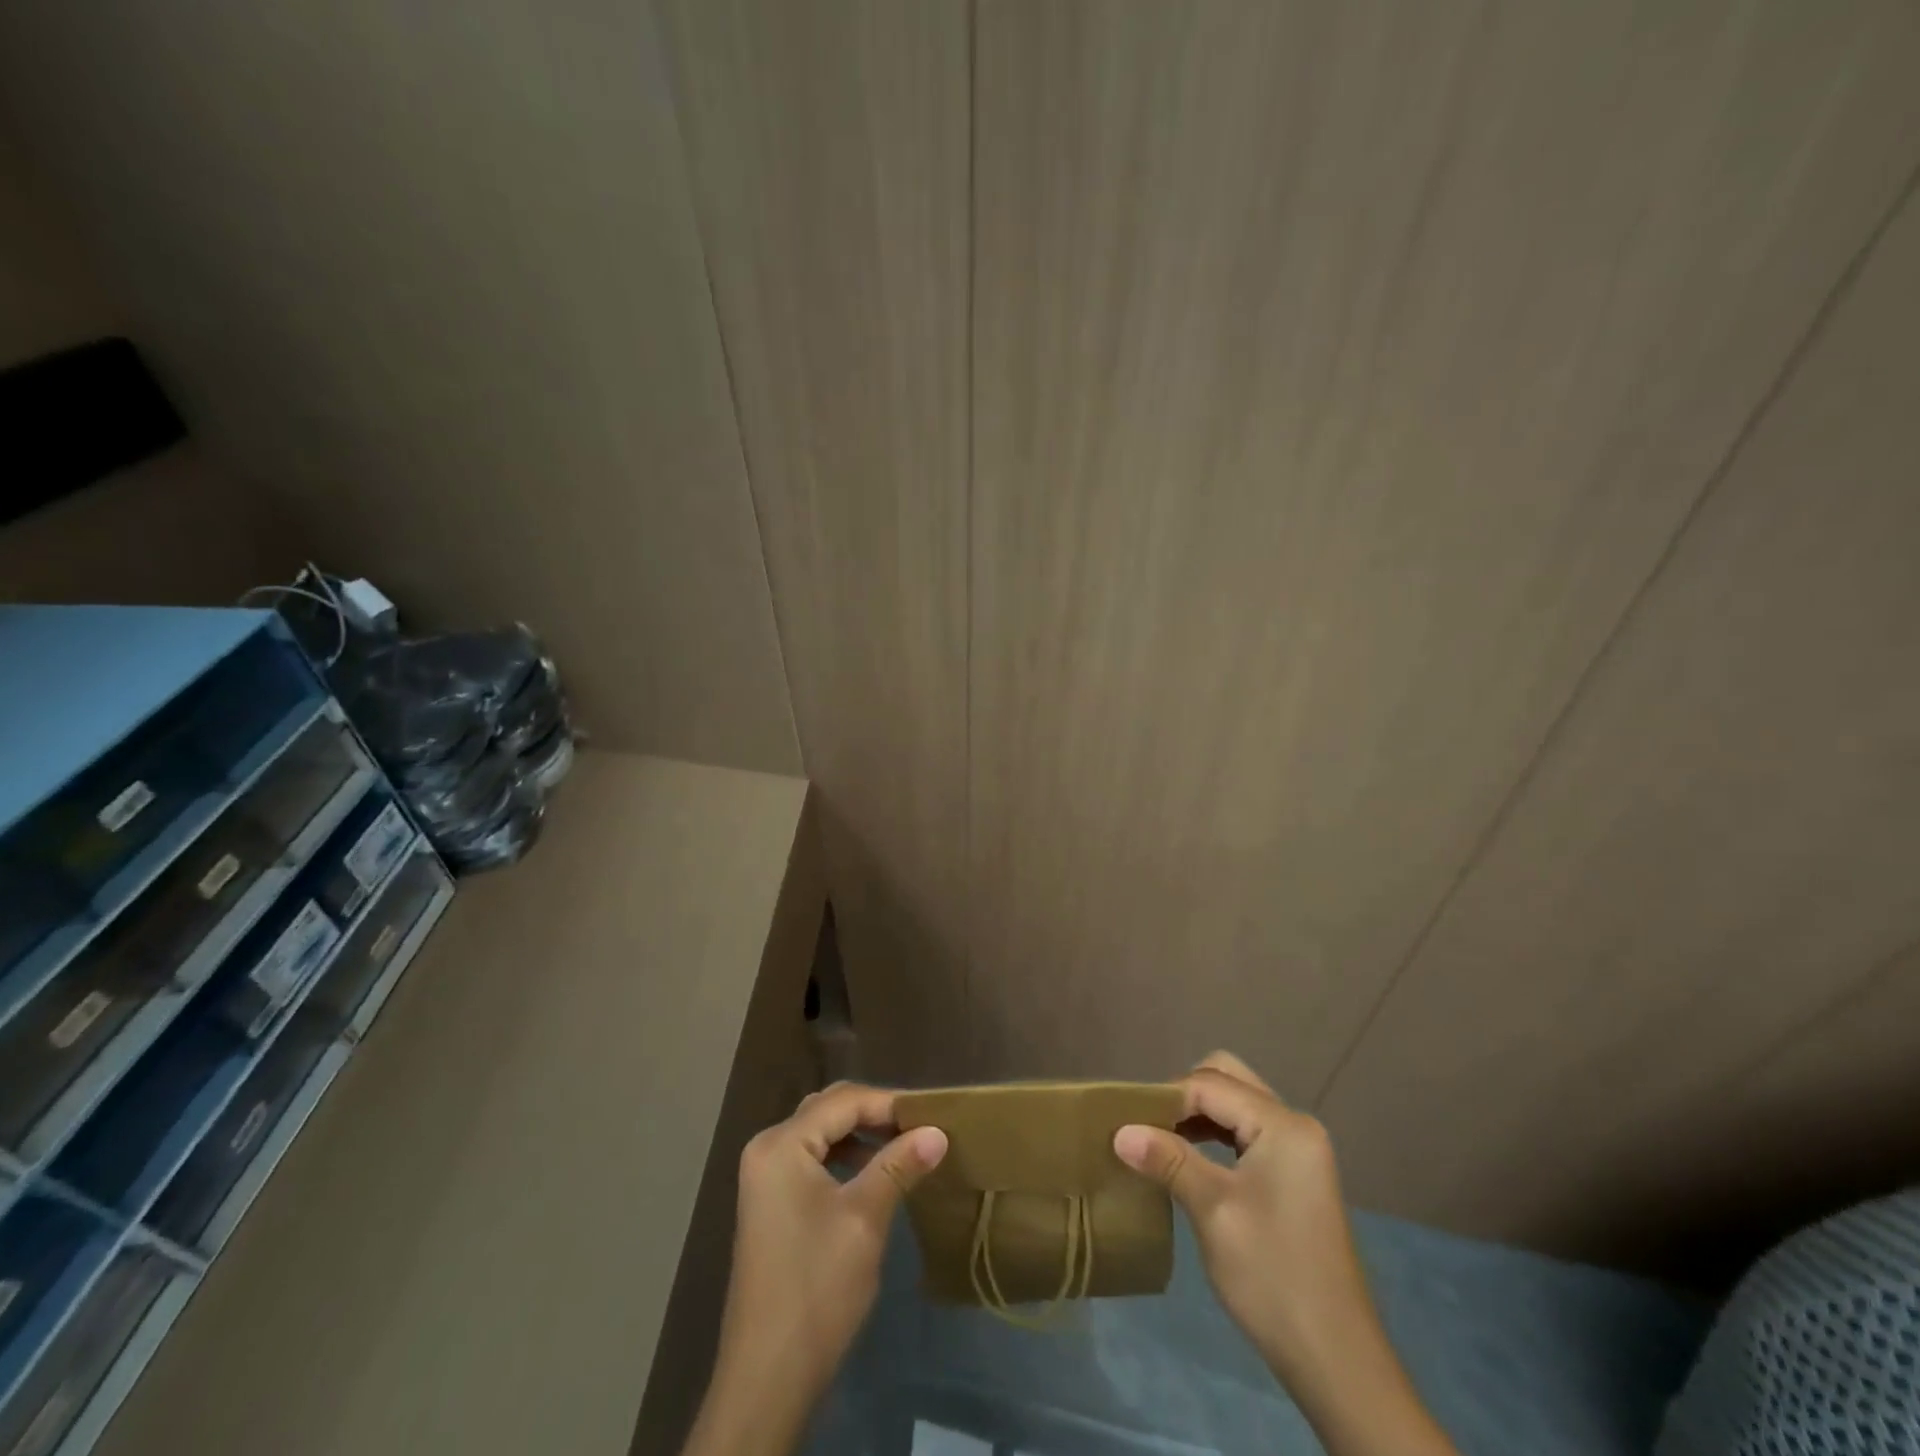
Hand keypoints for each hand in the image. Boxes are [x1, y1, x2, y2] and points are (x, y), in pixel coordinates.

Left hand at [683, 1083, 947, 1455]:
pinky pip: (813, 1158)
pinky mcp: (771, 1201)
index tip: (932, 1115)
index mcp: (781, 1144)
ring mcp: (765, 1176)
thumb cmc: (817, 1288)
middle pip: (829, 1109)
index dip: (889, 1103)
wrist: (767, 1377)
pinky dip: (844, 1156)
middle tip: (919, 1126)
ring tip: (903, 1146)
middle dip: (875, 1113)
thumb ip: (899, 1165)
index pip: (843, 1101)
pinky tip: (873, 1173)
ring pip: (821, 1132)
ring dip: (861, 1134)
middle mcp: (767, 1148)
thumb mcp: (864, 1219)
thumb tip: (938, 1131)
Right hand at [1114, 1052, 1455, 1455]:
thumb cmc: (1272, 1275)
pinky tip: (1190, 1160)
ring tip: (1159, 1142)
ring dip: (1197, 1115)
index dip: (1165, 1099)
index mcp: (1283, 1125)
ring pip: (1237, 1105)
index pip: (1210, 1086)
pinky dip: (1215, 1136)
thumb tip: (1119, 1131)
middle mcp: (1294, 1125)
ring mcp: (1298, 1151)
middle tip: (1147, 1126)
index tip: (1127, 1121)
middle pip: (1227, 1080)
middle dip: (1183, 1096)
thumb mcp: (1213, 1211)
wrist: (1336, 1361)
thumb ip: (1168, 1160)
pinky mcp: (1294, 1176)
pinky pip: (1246, 1133)